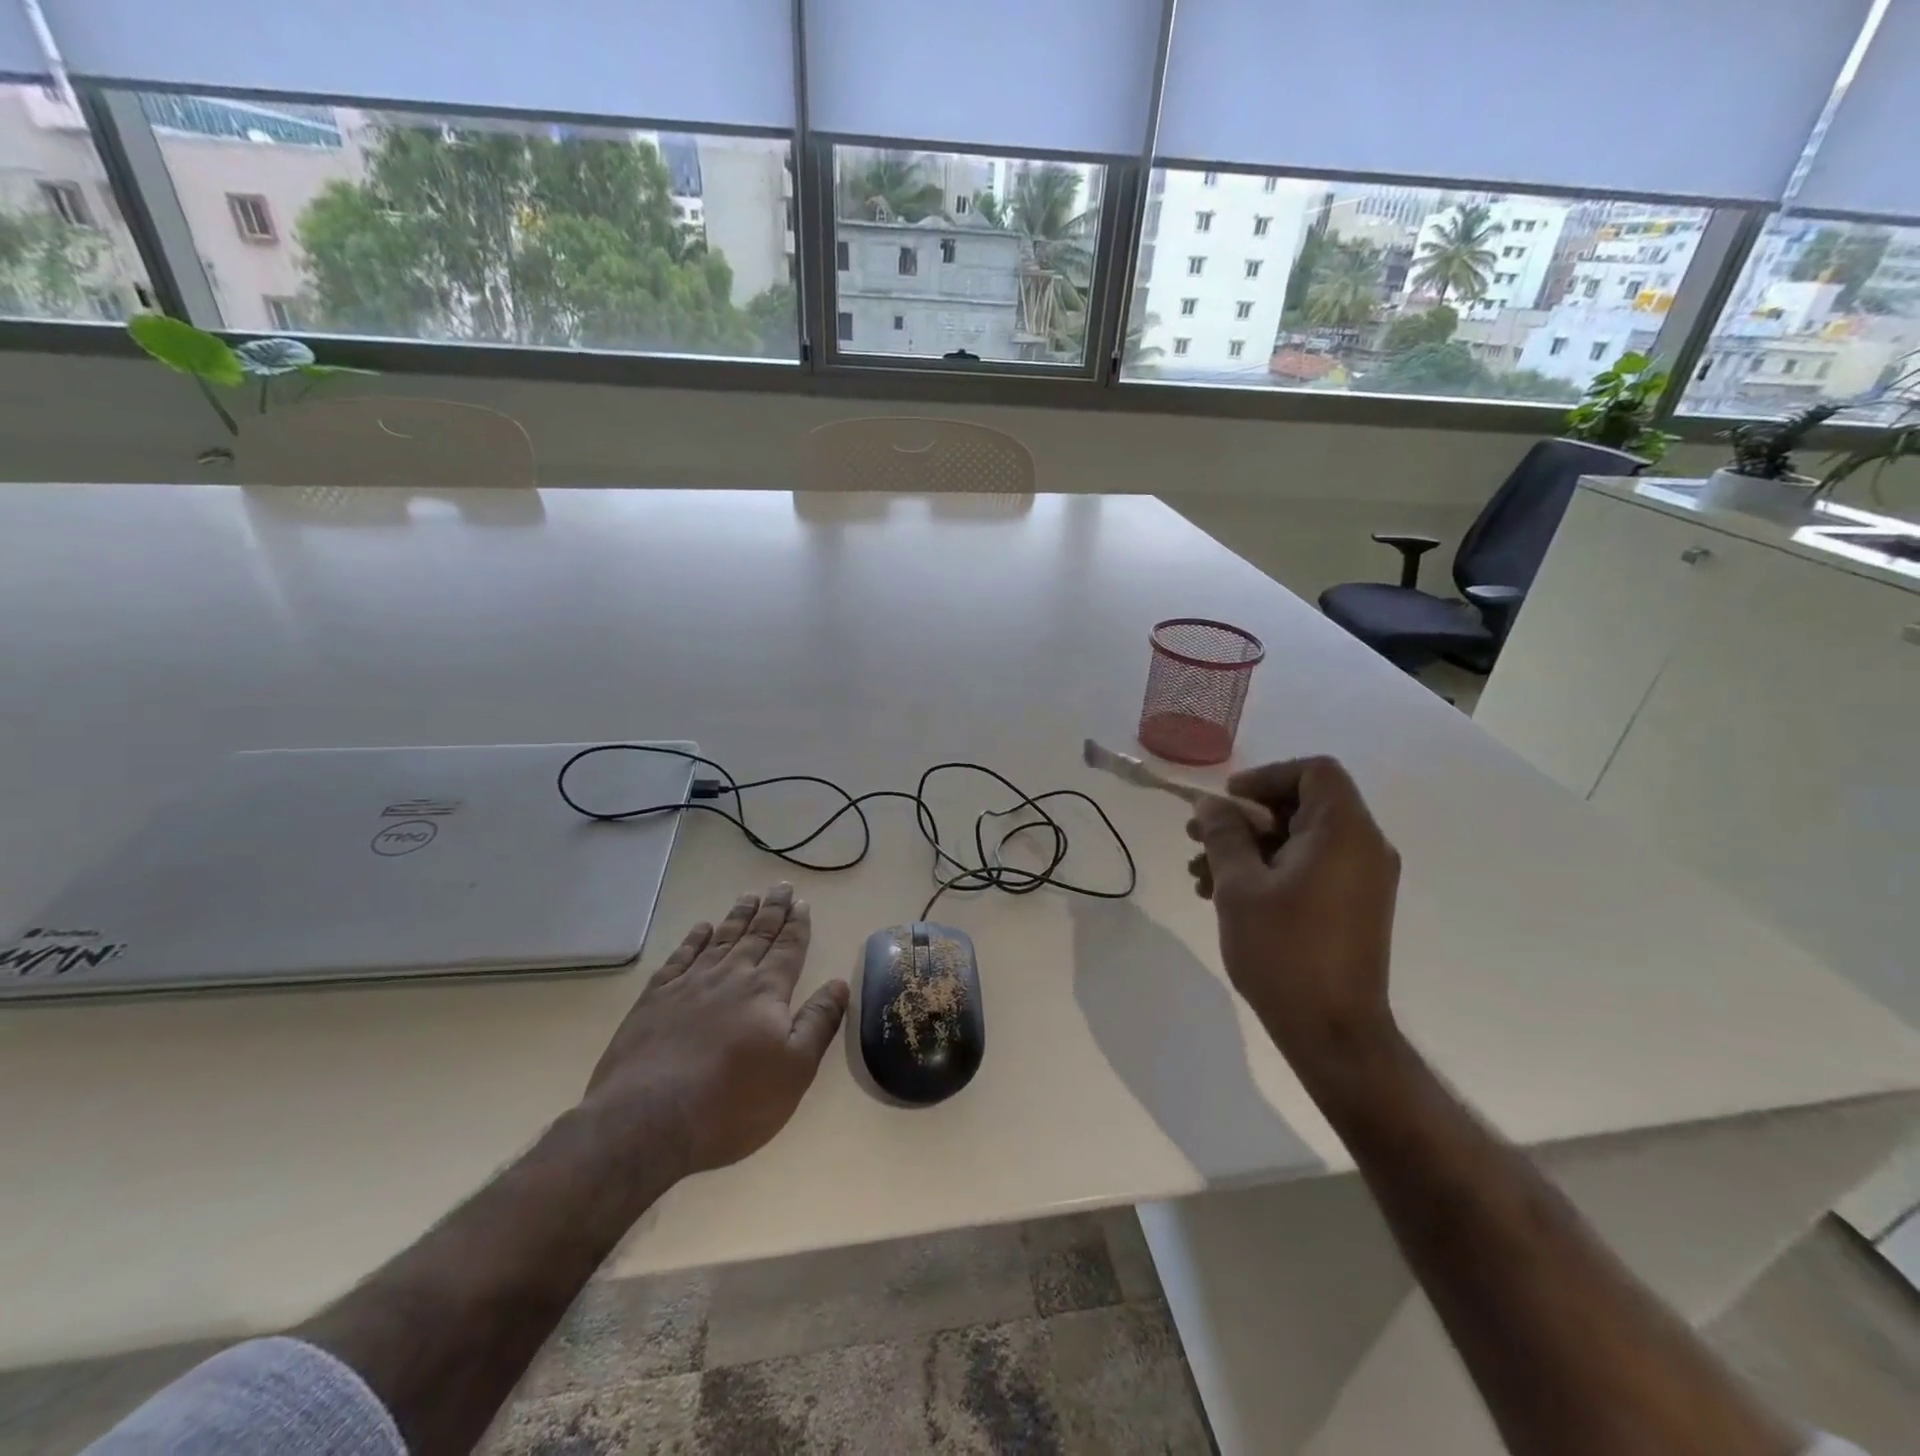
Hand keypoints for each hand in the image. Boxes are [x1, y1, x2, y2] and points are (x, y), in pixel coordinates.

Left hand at [581, 883, 849, 1179]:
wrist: (648, 1120)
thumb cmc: (732, 1101)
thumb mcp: (794, 1070)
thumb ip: (818, 1022)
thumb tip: (839, 983)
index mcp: (766, 991)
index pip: (788, 948)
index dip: (797, 925)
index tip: (802, 903)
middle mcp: (730, 977)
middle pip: (756, 935)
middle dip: (772, 910)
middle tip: (781, 886)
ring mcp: (689, 985)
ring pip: (721, 939)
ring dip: (738, 916)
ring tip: (749, 896)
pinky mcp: (655, 999)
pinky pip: (680, 957)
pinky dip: (693, 939)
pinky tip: (701, 929)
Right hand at [1186, 757, 1400, 1074]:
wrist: (1333, 1033)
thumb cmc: (1284, 951)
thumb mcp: (1239, 886)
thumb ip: (1223, 834)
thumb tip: (1211, 804)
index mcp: (1344, 832)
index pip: (1313, 771)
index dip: (1265, 777)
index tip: (1225, 802)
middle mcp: (1363, 847)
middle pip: (1301, 805)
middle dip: (1243, 818)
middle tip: (1196, 837)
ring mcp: (1362, 879)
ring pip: (1298, 839)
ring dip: (1248, 847)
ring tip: (1200, 875)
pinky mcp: (1353, 906)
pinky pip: (1308, 867)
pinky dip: (1268, 870)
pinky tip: (1225, 895)